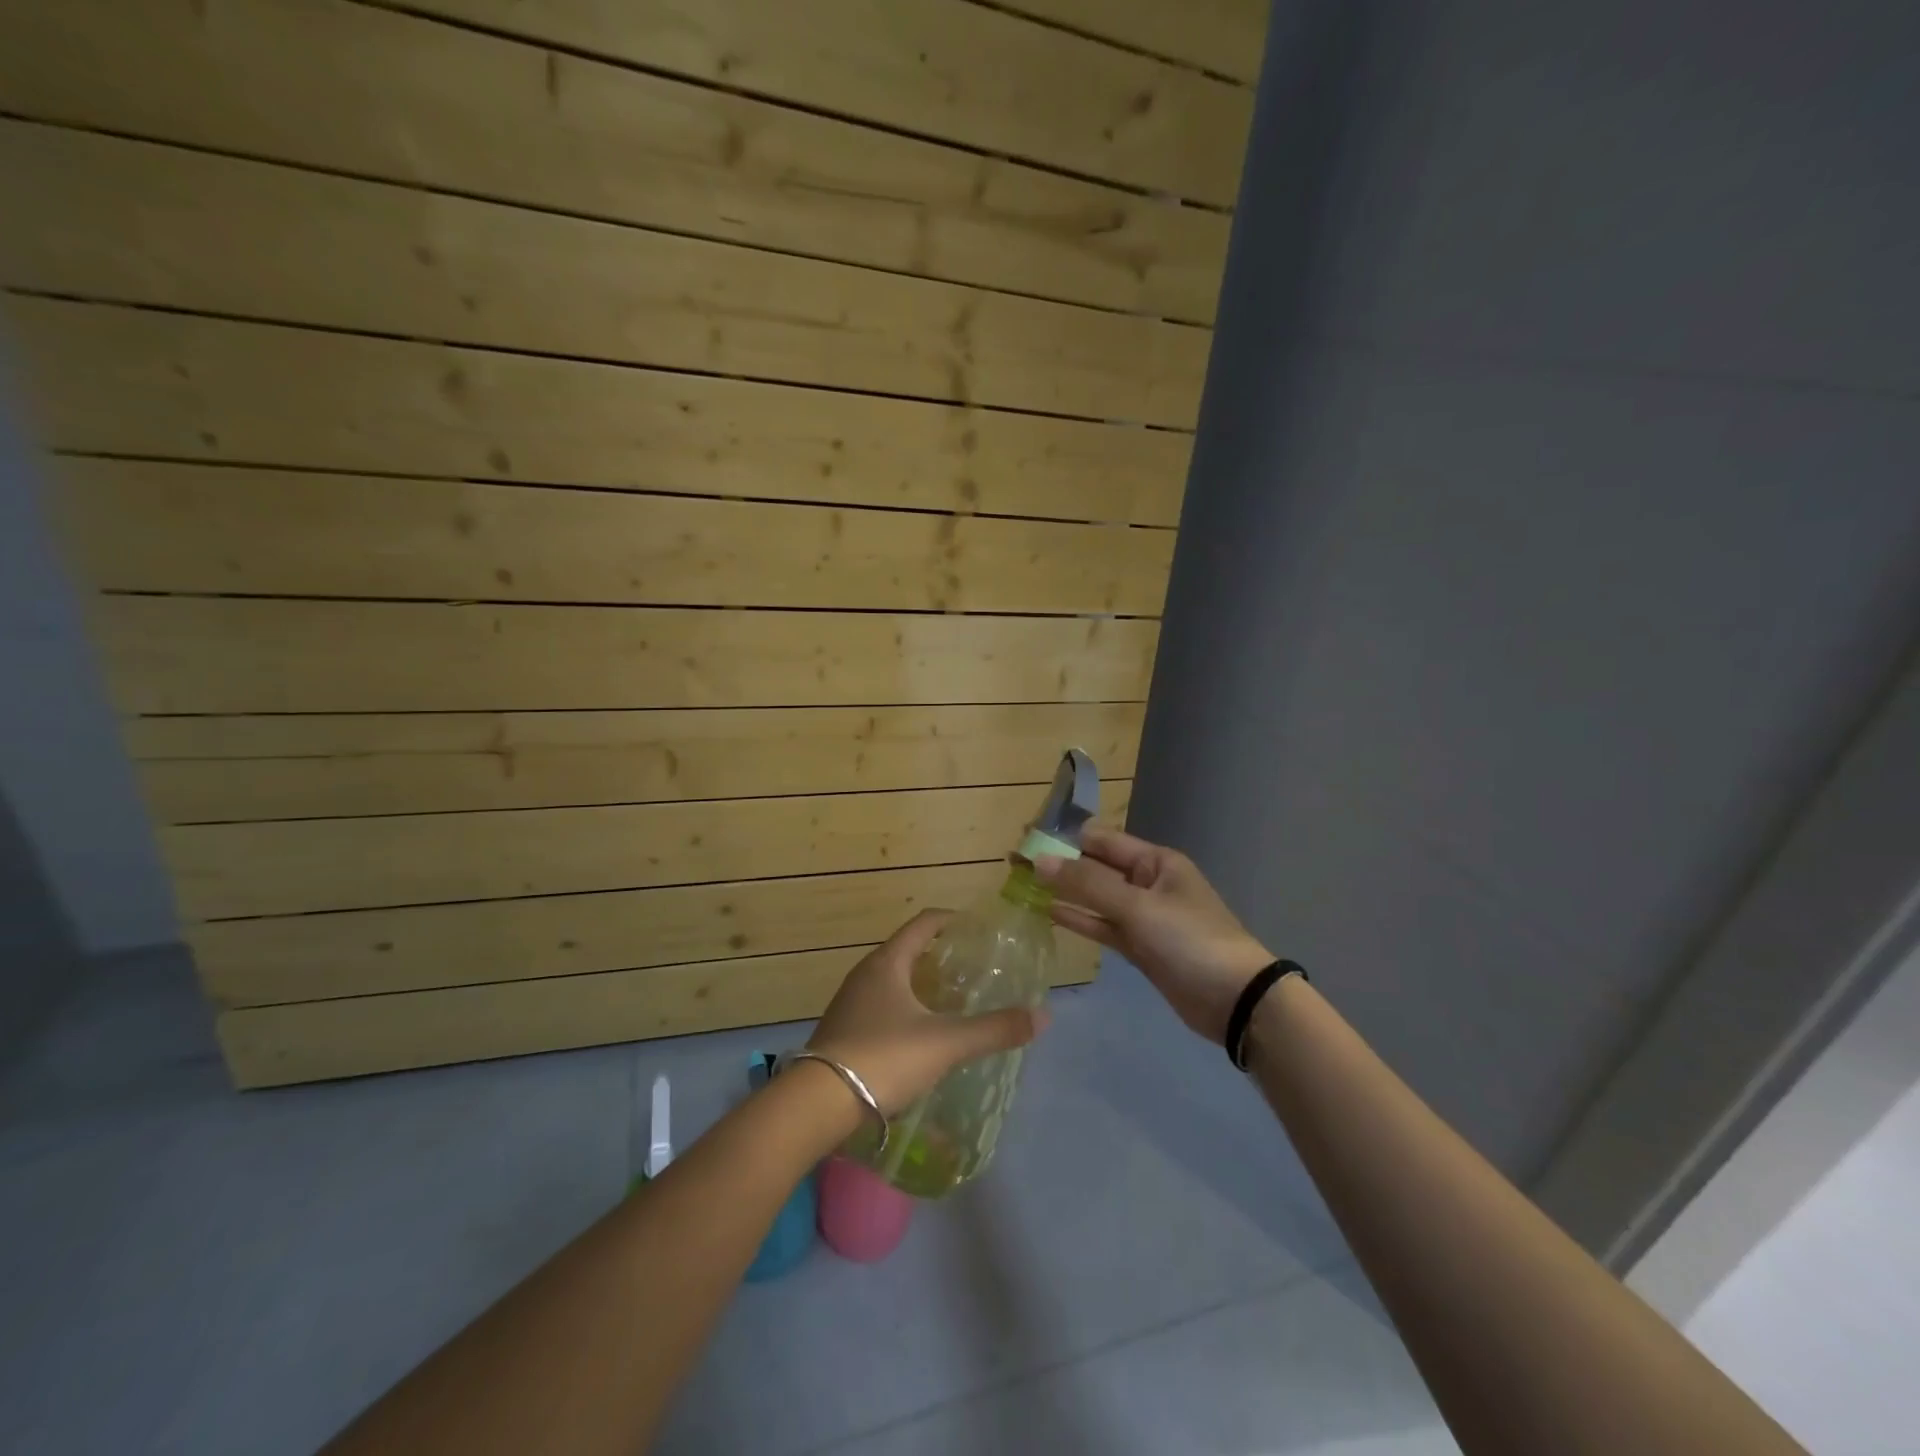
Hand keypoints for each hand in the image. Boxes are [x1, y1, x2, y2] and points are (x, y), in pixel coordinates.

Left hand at [806, 910, 1048, 1115]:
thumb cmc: (883, 1058)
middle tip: (973, 969)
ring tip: (952, 1002)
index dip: (950, 920)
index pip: (923, 924)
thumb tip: (1042, 1016)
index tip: (976, 928)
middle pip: (907, 951)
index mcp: (887, 962)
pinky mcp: (843, 1031)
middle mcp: (865, 974)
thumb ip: (993, 1029)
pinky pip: (880, 1007)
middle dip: (939, 956)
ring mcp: (850, 1003)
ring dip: (921, 985)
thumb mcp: (944, 1043)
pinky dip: (904, 1009)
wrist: (817, 1104)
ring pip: (892, 981)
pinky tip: (920, 1035)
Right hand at [1035, 826, 1270, 1042]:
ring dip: (1065, 892)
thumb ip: (1088, 884)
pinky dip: (1080, 919)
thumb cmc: (1189, 940)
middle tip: (1015, 864)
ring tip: (1024, 886)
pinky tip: (1050, 913)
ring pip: (1097, 898)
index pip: (1102, 840)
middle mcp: (1148, 882)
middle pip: (1097, 867)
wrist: (1235, 1000)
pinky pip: (1103, 926)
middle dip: (1060, 865)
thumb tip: (1040, 862)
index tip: (1026, 840)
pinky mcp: (1140, 947)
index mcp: (1155, 861)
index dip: (1064, 839)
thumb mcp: (1138, 906)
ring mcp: (1144, 916)